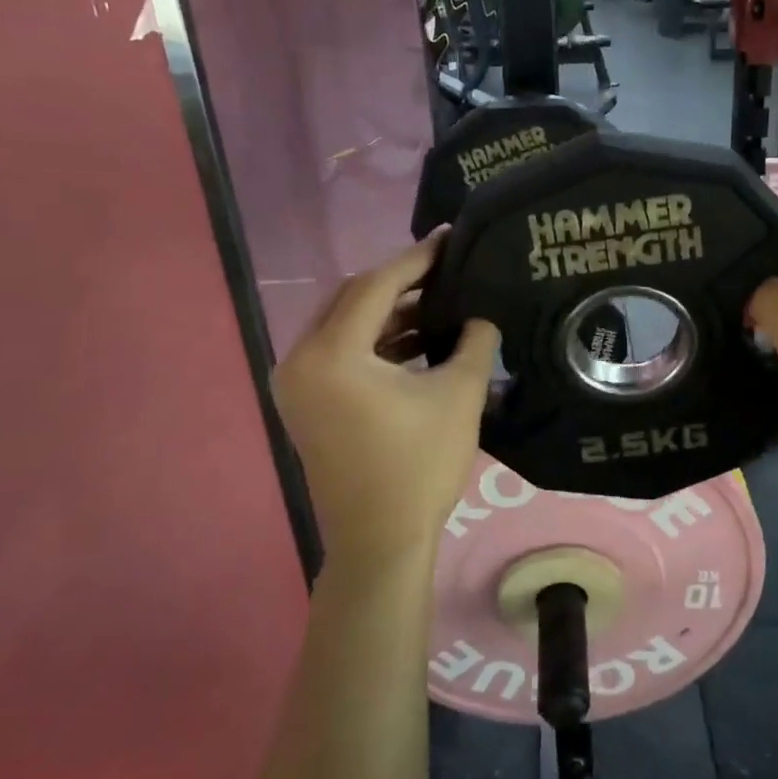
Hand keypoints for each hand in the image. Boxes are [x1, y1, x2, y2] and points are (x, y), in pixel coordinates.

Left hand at [271, 236, 497, 579]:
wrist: (380, 540)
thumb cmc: (420, 465)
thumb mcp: (459, 395)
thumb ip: (473, 340)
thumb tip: (480, 313)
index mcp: (332, 353)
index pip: (376, 286)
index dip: (417, 259)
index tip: (448, 238)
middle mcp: (300, 359)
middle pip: (353, 299)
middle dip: (400, 282)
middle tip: (446, 270)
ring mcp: (297, 383)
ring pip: (345, 325)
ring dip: (390, 312)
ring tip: (439, 304)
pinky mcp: (306, 403)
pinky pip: (340, 352)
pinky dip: (376, 341)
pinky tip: (417, 341)